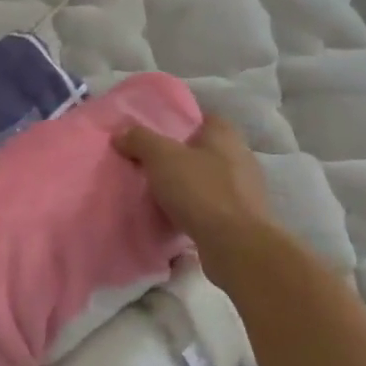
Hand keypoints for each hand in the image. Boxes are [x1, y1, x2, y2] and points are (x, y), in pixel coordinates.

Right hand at [114, 115, 273, 279]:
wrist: (236, 246)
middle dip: (179, 158)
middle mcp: (240, 156)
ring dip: (187, 186)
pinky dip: (195, 210)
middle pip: (203, 150)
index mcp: (225, 134)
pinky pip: (212, 207)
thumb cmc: (200, 190)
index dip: (176, 124)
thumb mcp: (161, 158)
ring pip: (207, 180)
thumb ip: (140, 140)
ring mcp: (245, 190)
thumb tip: (121, 133)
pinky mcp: (243, 219)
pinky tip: (175, 219)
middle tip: (149, 165)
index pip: (200, 119)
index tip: (152, 136)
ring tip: (158, 194)